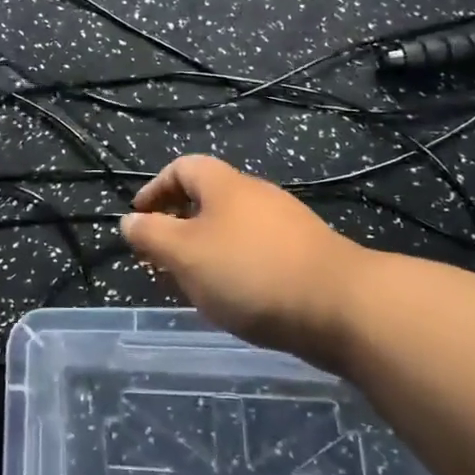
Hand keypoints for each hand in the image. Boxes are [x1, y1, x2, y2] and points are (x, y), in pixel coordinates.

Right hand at [121, 155, 367, 365]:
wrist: (344, 307)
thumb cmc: (250, 272)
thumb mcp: (184, 254)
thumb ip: (151, 235)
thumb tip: (130, 221)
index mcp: (224, 184)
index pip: (181, 168)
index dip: (155, 189)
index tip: (139, 219)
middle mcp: (256, 194)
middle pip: (207, 198)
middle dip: (178, 225)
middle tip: (161, 258)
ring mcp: (287, 224)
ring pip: (232, 228)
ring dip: (206, 250)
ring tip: (194, 284)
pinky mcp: (308, 254)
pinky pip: (258, 251)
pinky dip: (235, 267)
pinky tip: (236, 299)